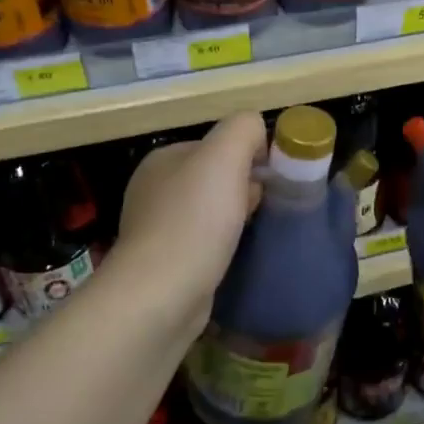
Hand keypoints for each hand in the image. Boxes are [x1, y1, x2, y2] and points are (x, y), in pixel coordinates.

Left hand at [117, 114, 265, 319]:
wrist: (162, 294)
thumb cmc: (195, 220)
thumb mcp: (224, 155)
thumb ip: (243, 129)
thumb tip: (257, 132)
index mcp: (163, 159)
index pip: (216, 145)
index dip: (249, 156)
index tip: (270, 179)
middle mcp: (153, 189)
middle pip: (214, 178)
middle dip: (243, 188)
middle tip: (265, 208)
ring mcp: (155, 229)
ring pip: (209, 211)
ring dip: (235, 218)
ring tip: (253, 233)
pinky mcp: (164, 264)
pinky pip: (203, 242)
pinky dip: (221, 245)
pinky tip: (233, 256)